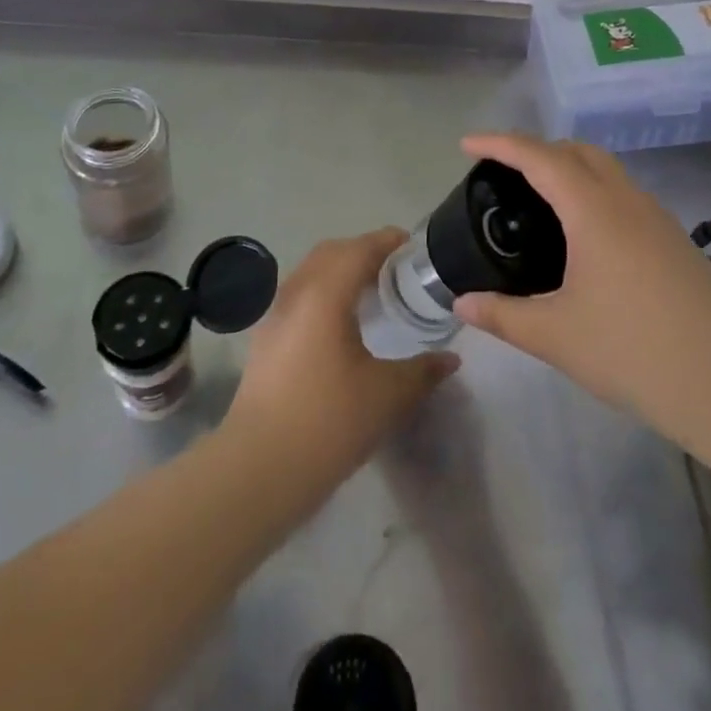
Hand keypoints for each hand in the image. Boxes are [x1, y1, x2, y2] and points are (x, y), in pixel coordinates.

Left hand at [224, 228, 457, 500]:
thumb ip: (423, 370)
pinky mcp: (265, 340)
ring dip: (341, 272)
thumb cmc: (328, 422)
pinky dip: (324, 293)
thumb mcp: (388, 396)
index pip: (359, 249)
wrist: (259, 468)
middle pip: (331, 253)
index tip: (413, 246)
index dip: (387, 241)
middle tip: (396, 270)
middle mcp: (296, 294)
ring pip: (311, 274)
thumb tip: (450, 359)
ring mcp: (275, 316)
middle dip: (363, 251)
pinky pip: (299, 297)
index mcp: (325, 294)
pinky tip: (341, 325)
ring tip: (372, 294)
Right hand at [453, 134, 710, 451]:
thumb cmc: (636, 353)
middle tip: (502, 172)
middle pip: (578, 151)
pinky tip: (584, 238)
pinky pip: (625, 197)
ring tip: (539, 201)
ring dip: (570, 169)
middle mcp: (628, 202)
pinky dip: (593, 194)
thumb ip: (503, 315)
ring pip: (608, 172)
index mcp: (594, 210)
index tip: (466, 143)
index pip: (539, 157)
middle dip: (537, 149)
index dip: (499, 144)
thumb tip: (461, 303)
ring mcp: (659, 221)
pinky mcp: (677, 244)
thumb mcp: (556, 336)